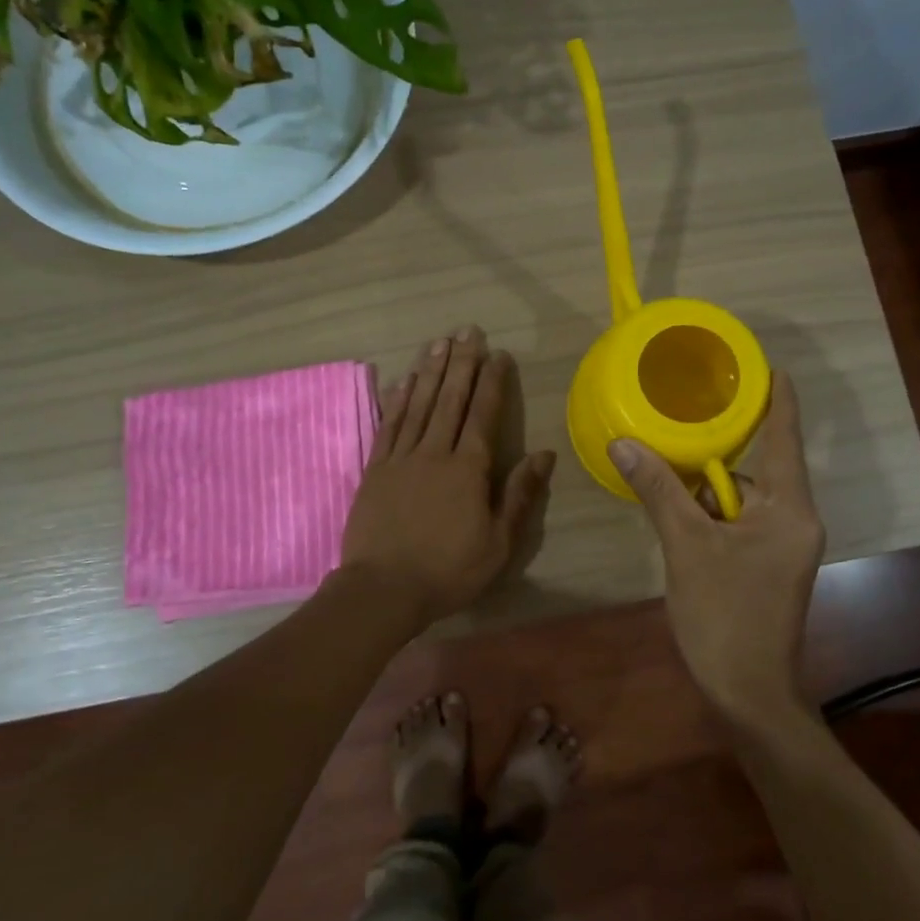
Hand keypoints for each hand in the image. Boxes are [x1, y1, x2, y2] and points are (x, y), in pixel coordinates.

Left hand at [341, 326, 555, 628]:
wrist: (383, 590)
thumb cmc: (448, 571)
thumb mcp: (498, 542)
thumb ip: (519, 494)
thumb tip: (544, 454)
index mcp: (468, 469)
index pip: (483, 415)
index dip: (492, 382)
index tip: (498, 354)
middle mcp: (434, 453)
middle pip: (449, 399)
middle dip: (461, 363)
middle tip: (467, 330)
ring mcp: (401, 459)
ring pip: (418, 405)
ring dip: (429, 372)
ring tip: (438, 343)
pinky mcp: (375, 470)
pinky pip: (388, 426)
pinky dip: (396, 401)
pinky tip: (402, 381)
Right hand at [609, 370, 825, 725]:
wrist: (749, 693)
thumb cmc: (725, 616)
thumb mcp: (686, 546)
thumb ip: (659, 490)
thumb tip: (623, 443)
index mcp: (788, 508)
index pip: (784, 437)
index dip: (777, 398)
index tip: (768, 365)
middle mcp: (796, 519)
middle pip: (757, 466)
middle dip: (718, 451)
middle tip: (679, 423)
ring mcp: (785, 544)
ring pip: (743, 497)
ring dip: (707, 488)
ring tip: (666, 472)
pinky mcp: (770, 563)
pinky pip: (740, 520)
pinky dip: (711, 513)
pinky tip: (679, 514)